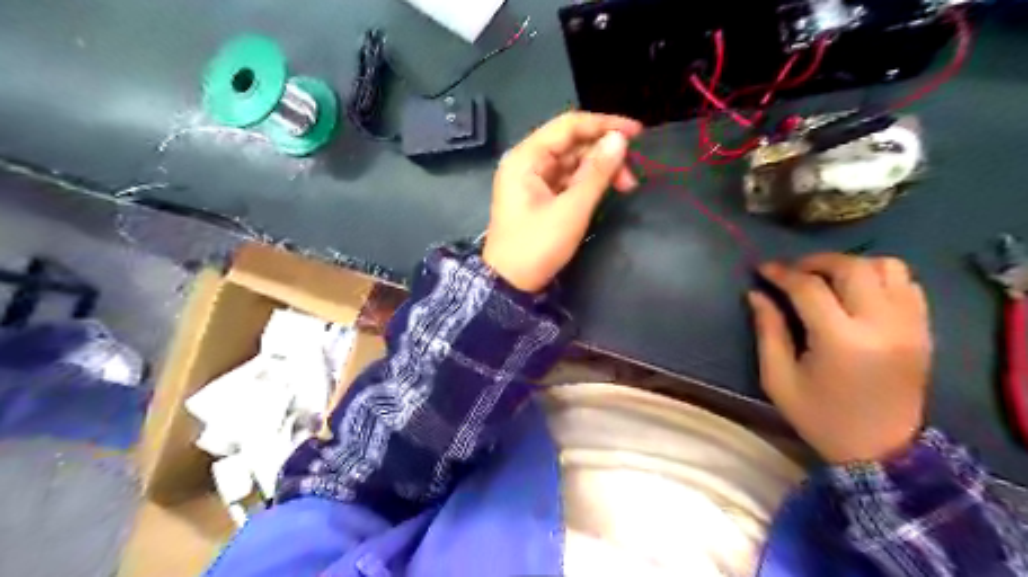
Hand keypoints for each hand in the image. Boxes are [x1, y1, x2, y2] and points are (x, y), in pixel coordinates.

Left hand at [485, 114, 639, 293]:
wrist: (510, 284)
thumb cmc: (537, 246)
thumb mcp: (571, 209)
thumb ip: (597, 173)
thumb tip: (620, 140)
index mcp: (526, 158)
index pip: (569, 125)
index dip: (605, 125)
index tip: (638, 134)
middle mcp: (527, 162)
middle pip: (572, 143)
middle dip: (604, 153)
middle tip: (632, 176)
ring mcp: (532, 180)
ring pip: (572, 162)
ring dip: (599, 170)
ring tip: (625, 187)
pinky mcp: (538, 197)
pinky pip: (567, 180)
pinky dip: (587, 183)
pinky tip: (606, 190)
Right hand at [748, 251, 932, 462]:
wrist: (880, 451)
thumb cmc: (819, 417)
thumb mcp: (778, 379)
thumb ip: (767, 331)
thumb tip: (757, 294)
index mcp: (841, 341)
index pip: (809, 288)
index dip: (782, 273)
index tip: (763, 269)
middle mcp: (882, 325)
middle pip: (852, 267)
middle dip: (816, 261)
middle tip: (793, 271)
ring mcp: (910, 326)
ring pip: (887, 267)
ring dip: (851, 265)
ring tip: (827, 278)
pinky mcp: (924, 331)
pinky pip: (907, 284)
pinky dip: (880, 277)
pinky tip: (857, 292)